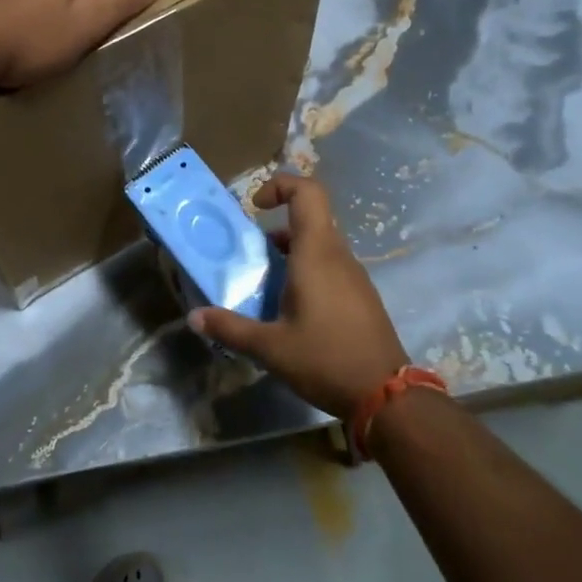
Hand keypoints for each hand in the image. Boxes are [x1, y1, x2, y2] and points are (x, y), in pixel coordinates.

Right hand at [190, 174, 407, 419]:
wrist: (387, 396)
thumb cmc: (325, 360)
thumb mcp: (270, 348)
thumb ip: (230, 328)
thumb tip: (194, 317)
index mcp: (317, 254)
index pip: (308, 193)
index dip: (280, 185)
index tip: (255, 207)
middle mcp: (338, 256)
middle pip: (310, 219)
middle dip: (275, 229)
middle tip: (249, 256)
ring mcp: (354, 276)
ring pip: (320, 245)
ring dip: (290, 254)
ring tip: (264, 285)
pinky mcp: (361, 296)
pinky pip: (330, 267)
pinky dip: (306, 272)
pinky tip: (290, 310)